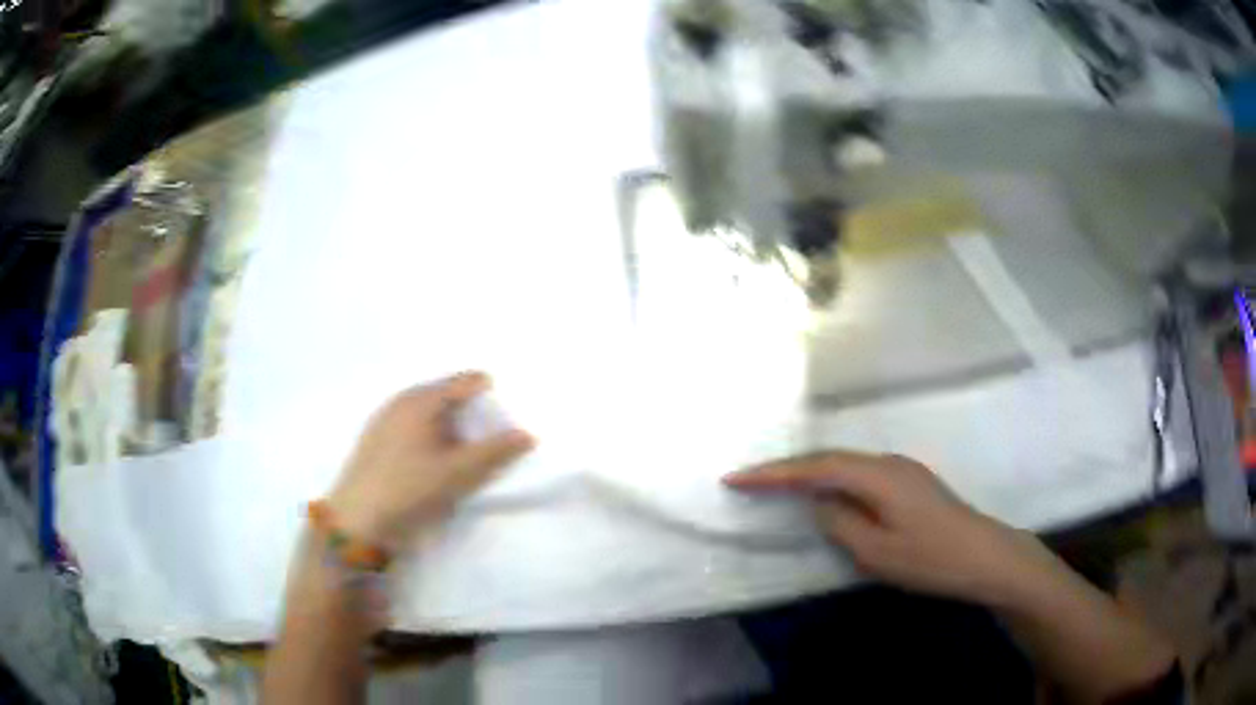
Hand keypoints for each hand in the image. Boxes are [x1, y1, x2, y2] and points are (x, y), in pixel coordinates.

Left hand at [327, 372, 533, 549]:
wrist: (357, 522)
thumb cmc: (409, 490)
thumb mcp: (458, 473)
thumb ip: (496, 451)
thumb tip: (528, 434)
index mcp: (421, 399)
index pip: (467, 381)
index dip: (494, 395)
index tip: (511, 418)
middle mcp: (401, 401)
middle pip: (448, 397)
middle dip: (473, 416)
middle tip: (491, 444)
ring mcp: (385, 421)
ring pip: (430, 416)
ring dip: (453, 432)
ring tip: (466, 460)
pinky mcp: (376, 442)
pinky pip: (414, 431)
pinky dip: (433, 441)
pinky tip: (436, 468)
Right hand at [724, 451, 1053, 603]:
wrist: (984, 556)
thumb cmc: (929, 558)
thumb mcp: (876, 552)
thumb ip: (840, 524)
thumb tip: (820, 505)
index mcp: (877, 476)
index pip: (815, 468)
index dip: (773, 473)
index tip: (735, 478)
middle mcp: (888, 462)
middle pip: (829, 458)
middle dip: (787, 469)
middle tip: (749, 480)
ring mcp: (903, 469)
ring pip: (846, 465)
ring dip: (811, 474)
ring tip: (778, 487)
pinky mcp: (910, 482)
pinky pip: (861, 475)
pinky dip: (834, 481)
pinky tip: (827, 495)